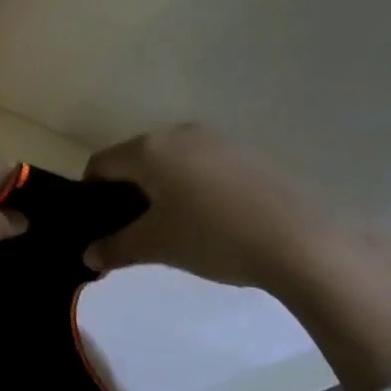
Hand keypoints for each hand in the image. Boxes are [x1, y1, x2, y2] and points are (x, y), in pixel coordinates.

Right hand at [84, 125, 390, 390]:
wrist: (302, 240)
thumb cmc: (212, 236)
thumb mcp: (155, 246)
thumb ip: (115, 248)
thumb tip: (88, 256)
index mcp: (149, 149)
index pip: (100, 163)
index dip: (90, 193)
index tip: (96, 223)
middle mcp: (179, 134)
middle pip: (136, 158)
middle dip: (126, 190)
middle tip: (130, 228)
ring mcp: (219, 141)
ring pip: (172, 161)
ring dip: (161, 188)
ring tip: (171, 226)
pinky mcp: (249, 155)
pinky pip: (203, 166)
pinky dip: (193, 187)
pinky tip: (208, 220)